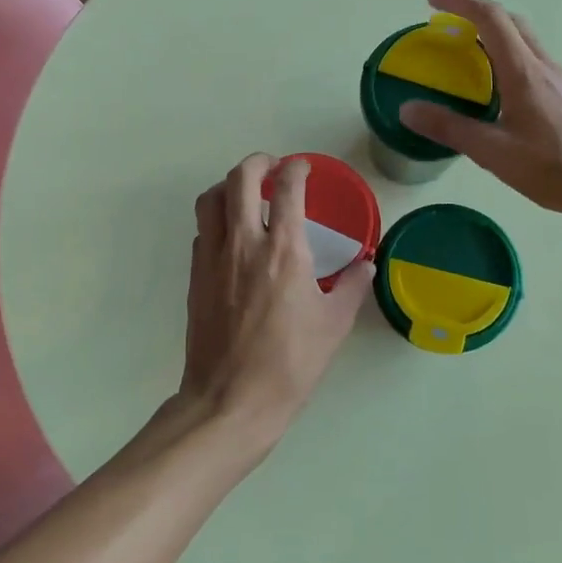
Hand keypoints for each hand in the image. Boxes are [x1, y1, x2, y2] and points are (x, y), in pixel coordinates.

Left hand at [174, 154, 373, 456]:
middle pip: (240, 178)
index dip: (297, 168)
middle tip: (273, 167)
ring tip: (247, 194)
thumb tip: (366, 264)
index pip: (287, 188)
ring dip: (229, 185)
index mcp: (284, 250)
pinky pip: (203, 230)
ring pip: (211, 198)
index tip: (304, 168)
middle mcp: (244, 242)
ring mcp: (213, 257)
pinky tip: (232, 237)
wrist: (231, 400)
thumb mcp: (334, 326)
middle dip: (258, 162)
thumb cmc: (290, 364)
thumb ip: (353, 287)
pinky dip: (217, 219)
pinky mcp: (195, 276)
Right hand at [399, 0, 561, 222]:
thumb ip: (450, 128)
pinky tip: (502, 94)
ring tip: (470, 60)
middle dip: (477, 14)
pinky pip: (536, 64)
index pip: (490, 18)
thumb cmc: (553, 168)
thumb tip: (407, 109)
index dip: (460, 2)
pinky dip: (511, 61)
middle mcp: (545, 67)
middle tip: (448, 27)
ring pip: (527, 43)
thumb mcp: (493, 152)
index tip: (432, 1)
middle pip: (512, 22)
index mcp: (524, 71)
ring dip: (496, 38)